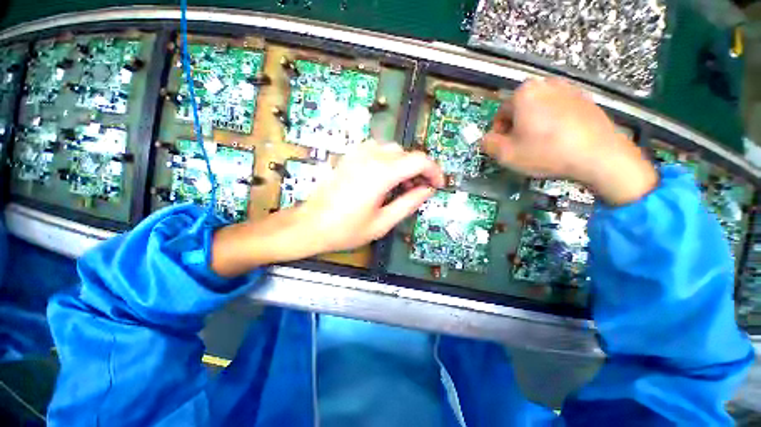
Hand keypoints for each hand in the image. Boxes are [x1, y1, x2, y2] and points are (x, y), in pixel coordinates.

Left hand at [211, 141, 443, 276]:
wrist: (310, 224)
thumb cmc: (345, 229)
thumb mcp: (383, 222)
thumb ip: (409, 203)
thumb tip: (427, 190)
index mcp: (381, 174)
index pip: (419, 160)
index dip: (434, 171)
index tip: (437, 185)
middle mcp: (370, 158)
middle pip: (406, 153)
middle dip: (418, 171)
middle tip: (417, 191)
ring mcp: (357, 155)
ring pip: (392, 150)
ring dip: (402, 165)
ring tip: (400, 187)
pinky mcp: (349, 158)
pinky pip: (376, 151)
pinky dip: (387, 161)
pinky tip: (382, 179)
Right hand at [482, 78, 656, 205]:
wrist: (599, 156)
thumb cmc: (547, 152)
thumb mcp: (506, 154)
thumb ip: (488, 144)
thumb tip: (487, 139)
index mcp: (524, 93)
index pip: (500, 114)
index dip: (499, 134)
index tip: (504, 148)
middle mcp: (546, 84)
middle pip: (520, 110)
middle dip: (516, 128)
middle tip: (521, 148)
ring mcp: (569, 89)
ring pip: (539, 110)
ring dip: (534, 126)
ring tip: (541, 145)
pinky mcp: (586, 99)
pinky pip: (559, 111)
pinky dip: (553, 124)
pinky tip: (559, 141)